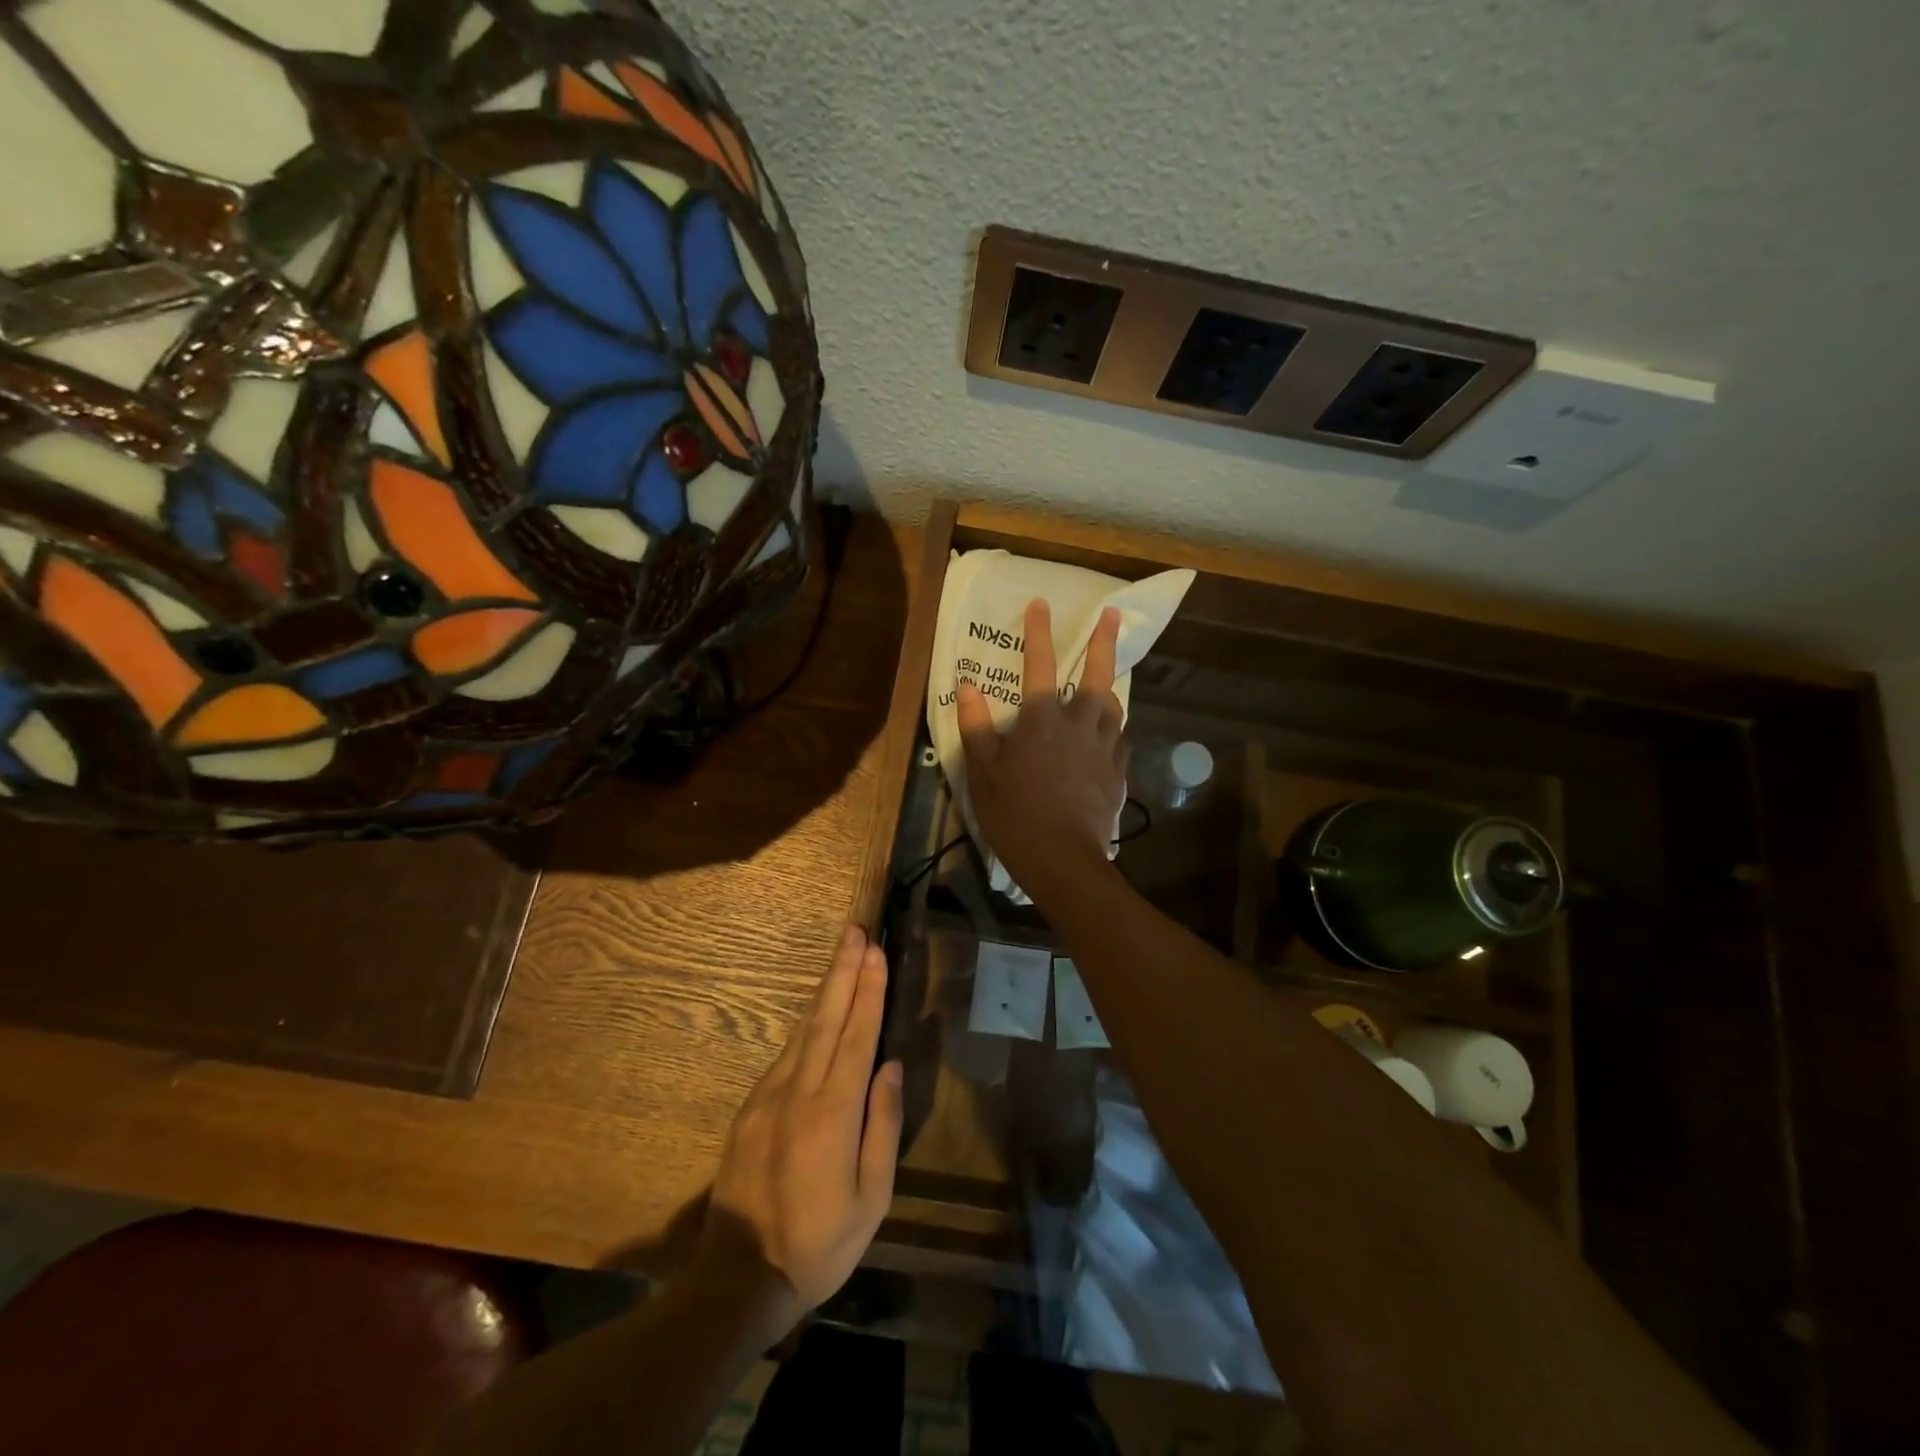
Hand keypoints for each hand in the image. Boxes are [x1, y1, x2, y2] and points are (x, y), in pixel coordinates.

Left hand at [697, 925, 902, 1336]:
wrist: (739, 1278)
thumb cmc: (820, 1243)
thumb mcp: (872, 1197)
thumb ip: (882, 1125)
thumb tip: (889, 1067)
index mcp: (833, 1111)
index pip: (857, 1035)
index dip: (869, 990)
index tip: (876, 952)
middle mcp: (799, 1091)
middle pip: (826, 1018)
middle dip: (843, 971)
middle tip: (855, 932)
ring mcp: (768, 1097)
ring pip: (803, 1030)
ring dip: (825, 990)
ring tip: (841, 957)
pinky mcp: (750, 1109)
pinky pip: (786, 1055)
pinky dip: (806, 1025)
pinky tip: (817, 1014)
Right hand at [957, 599, 1127, 893]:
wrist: (1063, 859)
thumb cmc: (1015, 814)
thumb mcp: (983, 771)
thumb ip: (976, 726)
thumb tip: (967, 686)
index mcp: (1042, 720)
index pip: (1039, 665)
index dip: (1039, 632)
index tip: (1040, 604)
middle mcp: (1079, 725)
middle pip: (1095, 675)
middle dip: (1103, 642)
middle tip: (1112, 615)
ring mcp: (1104, 749)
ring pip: (1114, 707)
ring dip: (1112, 684)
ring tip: (1110, 674)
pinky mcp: (1118, 774)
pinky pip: (1120, 740)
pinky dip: (1114, 728)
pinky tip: (1112, 732)